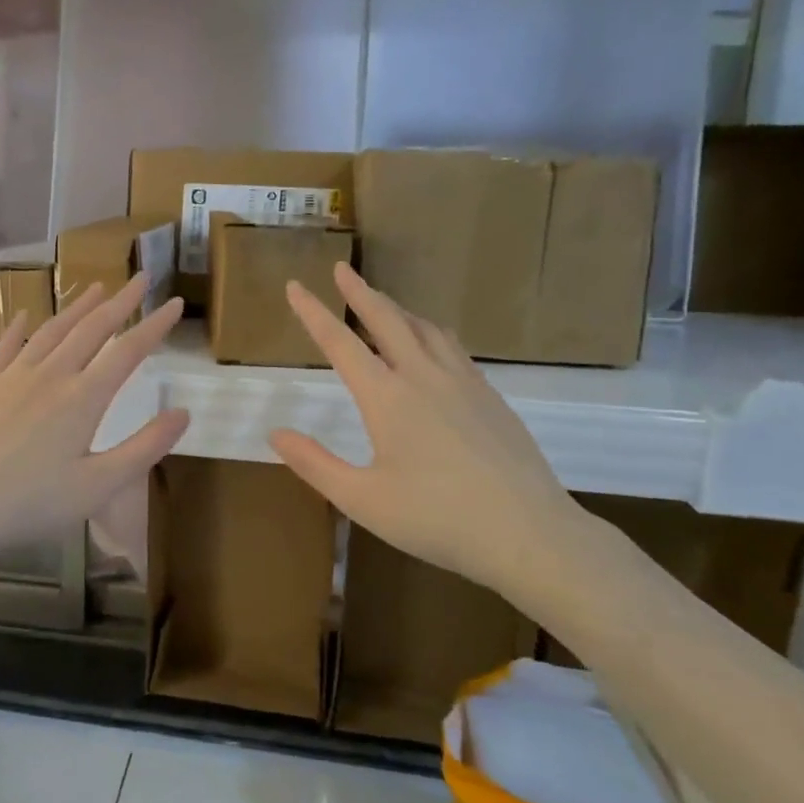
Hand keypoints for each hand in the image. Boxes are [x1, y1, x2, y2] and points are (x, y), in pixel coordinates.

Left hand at [0, 273, 189, 558]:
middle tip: (140, 278)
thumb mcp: (100, 485)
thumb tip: (184, 412)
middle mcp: (50, 376)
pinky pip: (5, 348)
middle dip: (120, 302)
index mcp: (83, 399)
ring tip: (95, 288)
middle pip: (91, 329)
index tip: (176, 303)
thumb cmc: (32, 503)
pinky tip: (24, 315)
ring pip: (51, 332)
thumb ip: (145, 447)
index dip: (154, 326)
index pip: (128, 351)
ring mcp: (12, 377)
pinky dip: (19, 328)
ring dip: (76, 308)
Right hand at [268, 263, 578, 607]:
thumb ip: (314, 464)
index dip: (313, 313)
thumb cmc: (437, 519)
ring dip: (397, 309)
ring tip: (382, 303)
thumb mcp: (362, 499)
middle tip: (342, 269)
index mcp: (387, 398)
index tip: (295, 286)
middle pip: (387, 320)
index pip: (340, 343)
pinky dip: (429, 332)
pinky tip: (432, 346)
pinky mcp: (491, 397)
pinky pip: (453, 348)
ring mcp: (464, 383)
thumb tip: (275, 433)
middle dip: (360, 292)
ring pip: (425, 328)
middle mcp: (424, 377)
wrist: (528, 533)